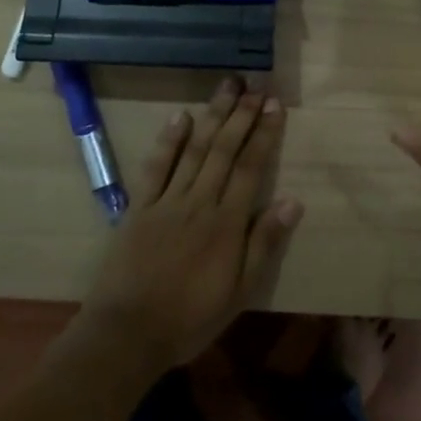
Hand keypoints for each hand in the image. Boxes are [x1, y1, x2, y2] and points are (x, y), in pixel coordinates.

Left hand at [82, 77, 301, 367]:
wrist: (126, 334)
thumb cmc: (190, 318)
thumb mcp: (240, 291)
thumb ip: (264, 244)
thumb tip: (293, 201)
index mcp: (227, 223)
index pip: (250, 167)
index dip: (264, 134)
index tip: (275, 105)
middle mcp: (199, 202)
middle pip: (223, 150)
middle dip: (241, 115)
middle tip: (255, 86)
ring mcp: (166, 201)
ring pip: (194, 150)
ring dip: (212, 116)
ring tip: (227, 87)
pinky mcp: (138, 207)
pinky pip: (155, 167)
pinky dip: (168, 141)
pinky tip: (180, 117)